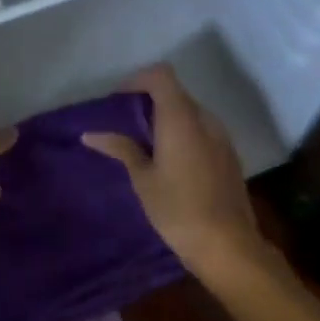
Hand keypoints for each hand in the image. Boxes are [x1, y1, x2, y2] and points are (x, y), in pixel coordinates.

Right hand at [83, 65, 265, 280]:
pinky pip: (202, 130)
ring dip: (167, 118)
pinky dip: (183, 134)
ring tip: (146, 145)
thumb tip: (90, 134)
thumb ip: (121, 149)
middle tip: (125, 125)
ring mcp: (222, 137)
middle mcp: (205, 120)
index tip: (118, 101)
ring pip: (190, 112)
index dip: (137, 80)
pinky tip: (170, 162)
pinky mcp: (229, 155)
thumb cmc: (177, 209)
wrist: (227, 244)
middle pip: (176, 93)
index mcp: (181, 119)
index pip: (161, 75)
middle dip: (149, 101)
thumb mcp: (142, 179)